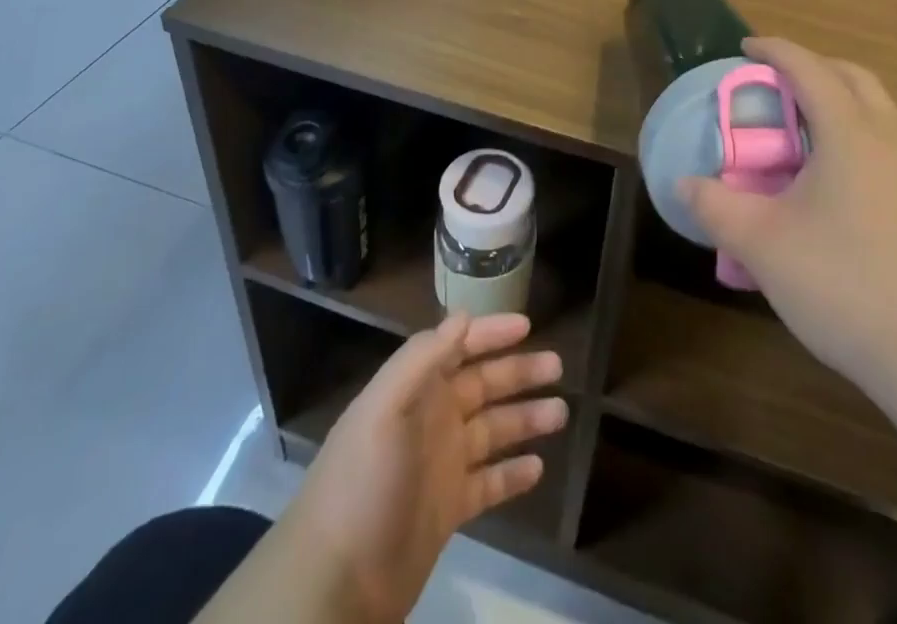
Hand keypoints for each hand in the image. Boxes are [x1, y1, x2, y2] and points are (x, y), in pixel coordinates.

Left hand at [287, 312, 566, 622]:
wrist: (335, 580)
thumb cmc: (362, 481)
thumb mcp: (384, 409)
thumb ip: (423, 359)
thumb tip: (463, 316)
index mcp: (415, 390)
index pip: (458, 347)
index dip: (490, 333)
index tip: (527, 325)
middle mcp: (431, 419)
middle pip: (482, 386)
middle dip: (518, 372)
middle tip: (557, 366)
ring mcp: (441, 465)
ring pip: (493, 431)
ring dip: (525, 419)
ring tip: (561, 413)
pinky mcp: (448, 510)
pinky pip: (490, 484)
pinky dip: (513, 474)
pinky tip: (538, 468)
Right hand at [680, 37, 896, 395]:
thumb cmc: (846, 286)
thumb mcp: (763, 246)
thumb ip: (716, 208)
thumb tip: (685, 185)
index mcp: (851, 134)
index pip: (809, 68)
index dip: (775, 50)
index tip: (747, 47)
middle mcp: (895, 141)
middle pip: (856, 79)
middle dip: (816, 69)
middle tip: (780, 87)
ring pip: (884, 118)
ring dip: (846, 110)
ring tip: (810, 146)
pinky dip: (868, 151)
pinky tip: (851, 202)